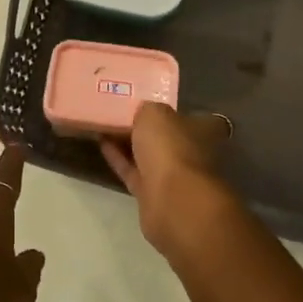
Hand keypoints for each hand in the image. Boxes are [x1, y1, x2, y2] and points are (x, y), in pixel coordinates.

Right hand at [100, 104, 236, 255]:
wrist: (171, 201)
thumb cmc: (170, 148)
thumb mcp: (155, 113)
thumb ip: (148, 109)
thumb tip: (143, 112)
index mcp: (201, 130)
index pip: (189, 116)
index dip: (169, 109)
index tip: (147, 100)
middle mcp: (190, 152)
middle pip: (165, 136)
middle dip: (146, 127)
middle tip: (119, 111)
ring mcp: (172, 176)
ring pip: (148, 155)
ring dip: (128, 142)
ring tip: (104, 124)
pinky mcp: (152, 194)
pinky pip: (133, 171)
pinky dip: (118, 159)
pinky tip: (101, 143)